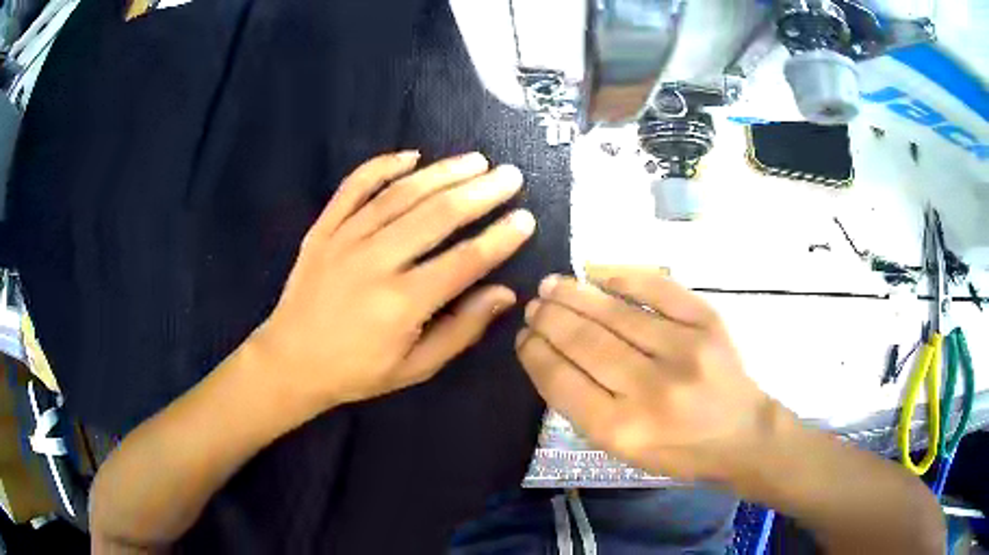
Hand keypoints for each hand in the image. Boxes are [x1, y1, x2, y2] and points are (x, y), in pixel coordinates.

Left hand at [253, 151, 534, 410]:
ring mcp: (345, 239)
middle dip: (480, 192)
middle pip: (437, 216)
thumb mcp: (415, 367)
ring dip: (442, 173)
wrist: (290, 361)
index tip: (526, 218)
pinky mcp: (323, 229)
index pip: (464, 261)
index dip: (500, 238)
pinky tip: (410, 156)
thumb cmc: (357, 371)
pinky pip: (353, 188)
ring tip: (475, 160)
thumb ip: (461, 330)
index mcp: (402, 303)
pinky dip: (381, 166)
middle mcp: (375, 262)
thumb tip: (506, 293)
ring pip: (400, 195)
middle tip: (511, 175)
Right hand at [516, 267, 779, 482]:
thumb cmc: (679, 451)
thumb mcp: (624, 450)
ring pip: (614, 313)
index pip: (562, 381)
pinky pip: (657, 289)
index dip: (535, 353)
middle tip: (534, 304)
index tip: (523, 337)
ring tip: (552, 285)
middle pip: (584, 341)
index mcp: (622, 429)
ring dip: (575, 294)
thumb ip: (585, 409)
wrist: (742, 434)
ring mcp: (683, 350)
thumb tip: (552, 356)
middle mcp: (650, 389)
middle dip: (549, 318)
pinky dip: (622, 276)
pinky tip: (596, 271)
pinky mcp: (707, 323)